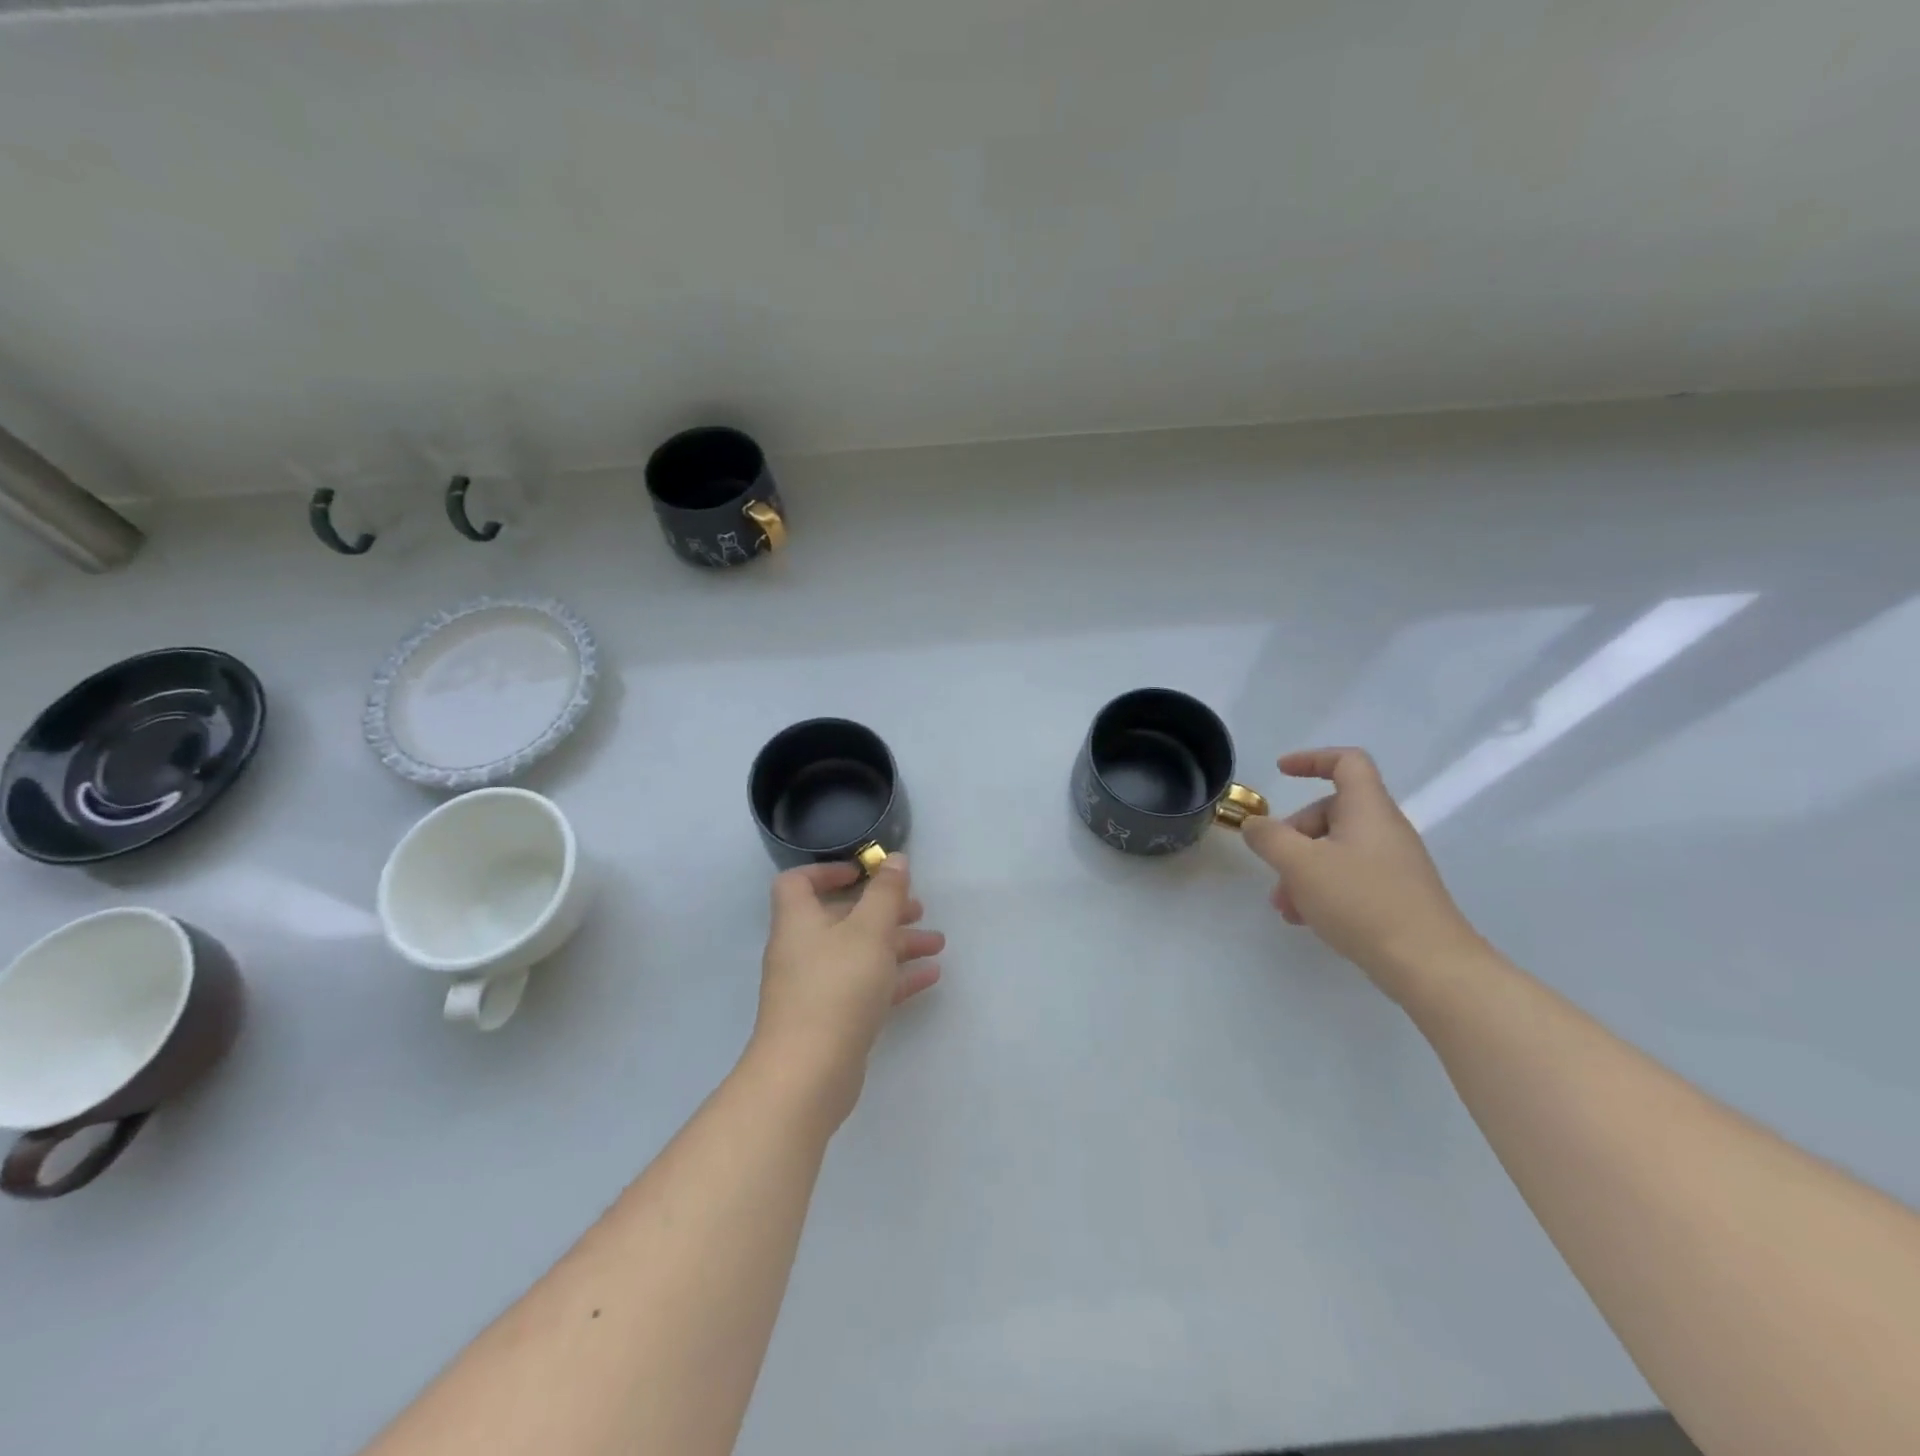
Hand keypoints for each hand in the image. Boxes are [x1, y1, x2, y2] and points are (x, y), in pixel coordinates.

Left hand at [749, 855, 943, 1122]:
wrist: (808, 1074)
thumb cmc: (836, 988)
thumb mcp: (869, 931)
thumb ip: (885, 893)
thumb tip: (894, 859)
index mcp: (799, 921)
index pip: (799, 882)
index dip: (829, 871)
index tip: (865, 872)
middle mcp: (803, 950)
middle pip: (842, 918)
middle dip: (882, 910)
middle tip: (919, 909)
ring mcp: (816, 987)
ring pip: (860, 953)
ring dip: (897, 944)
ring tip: (937, 943)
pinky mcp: (832, 1019)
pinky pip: (866, 986)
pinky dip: (895, 977)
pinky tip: (931, 976)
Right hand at [1240, 748, 1480, 997]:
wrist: (1429, 965)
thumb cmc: (1362, 901)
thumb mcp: (1300, 865)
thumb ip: (1269, 838)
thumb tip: (1254, 824)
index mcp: (1368, 809)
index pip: (1346, 762)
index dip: (1312, 759)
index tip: (1280, 772)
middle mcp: (1385, 829)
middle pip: (1331, 812)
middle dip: (1293, 835)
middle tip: (1273, 866)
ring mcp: (1394, 864)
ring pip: (1336, 849)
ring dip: (1302, 869)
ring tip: (1284, 906)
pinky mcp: (1398, 895)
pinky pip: (1350, 877)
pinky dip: (1323, 888)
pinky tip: (1307, 920)